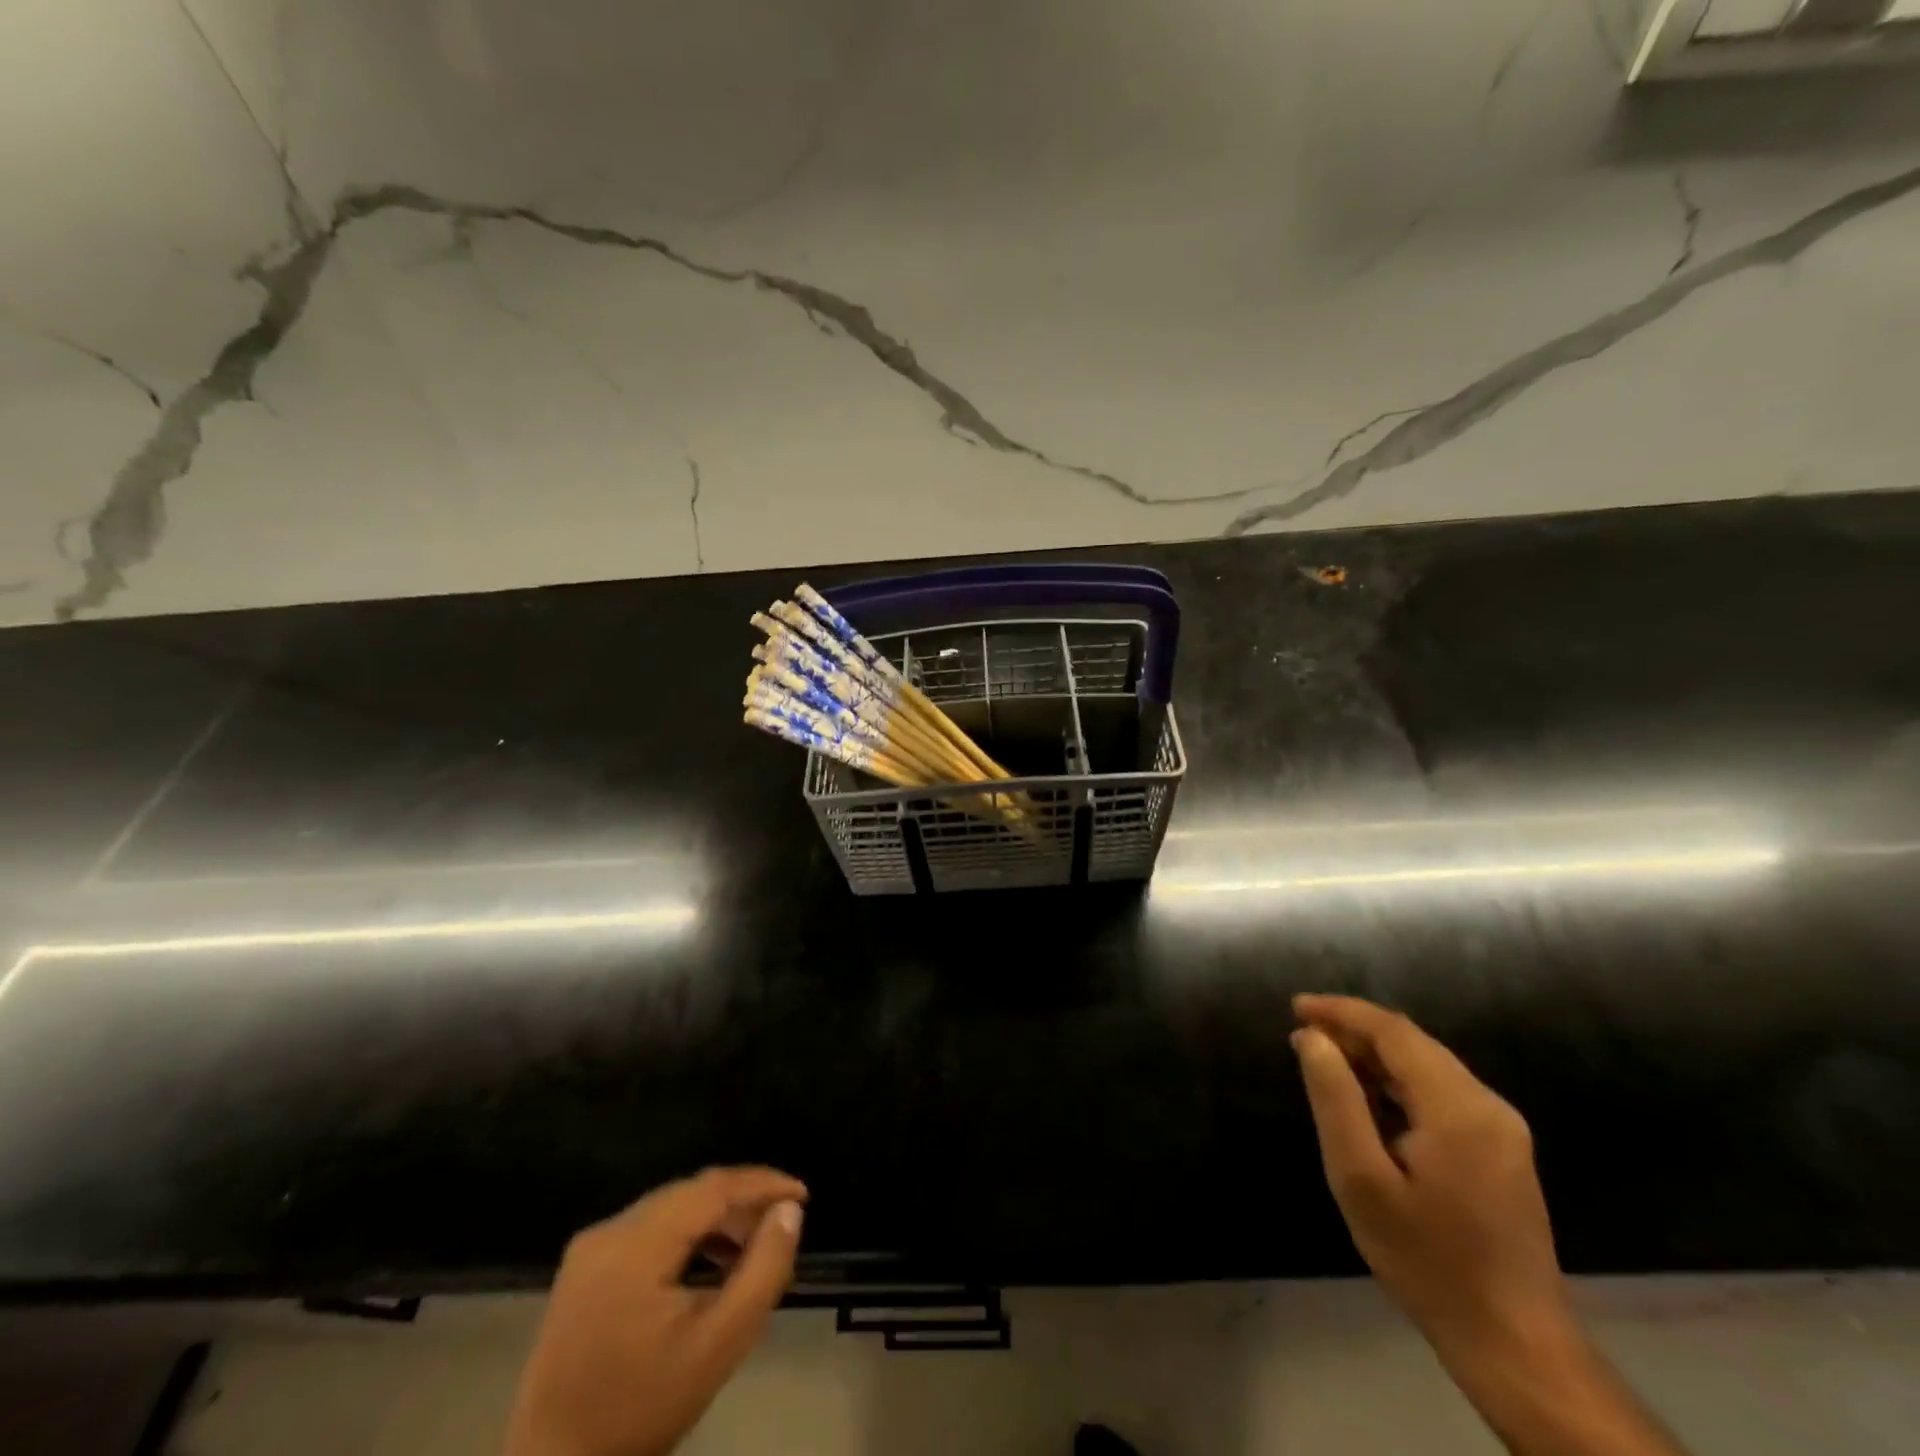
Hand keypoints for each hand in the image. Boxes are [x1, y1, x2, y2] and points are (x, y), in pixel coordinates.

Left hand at [502, 1167, 807, 1455]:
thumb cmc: (640, 1412)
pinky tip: (709, 1262)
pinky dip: (686, 1235)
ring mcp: (590, 1247)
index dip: (761, 1183)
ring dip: (715, 1218)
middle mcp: (608, 1230)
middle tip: (782, 1222)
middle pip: (690, 1193)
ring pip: (670, 1208)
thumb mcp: (718, 1345)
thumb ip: (763, 1271)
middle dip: (741, 1201)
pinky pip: (648, 1229)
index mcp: (634, 1244)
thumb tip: (790, 1211)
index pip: (712, 1188)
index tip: (802, 1195)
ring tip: (752, 1245)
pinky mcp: (583, 1267)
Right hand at [1290, 995, 1570, 1361]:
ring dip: (1373, 1056)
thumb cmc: (1428, 1261)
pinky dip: (1396, 1082)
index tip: (1295, 1007)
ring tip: (1323, 1059)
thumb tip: (1312, 1038)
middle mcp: (1487, 1105)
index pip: (1394, 1032)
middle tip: (1302, 1035)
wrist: (1515, 1345)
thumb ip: (1335, 1099)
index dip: (1342, 1012)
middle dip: (1355, 1030)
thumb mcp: (1362, 1180)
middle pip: (1413, 1044)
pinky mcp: (1500, 1150)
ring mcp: (1500, 1129)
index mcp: (1458, 1107)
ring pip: (1426, 1066)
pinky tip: (1366, 1097)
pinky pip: (1440, 1093)